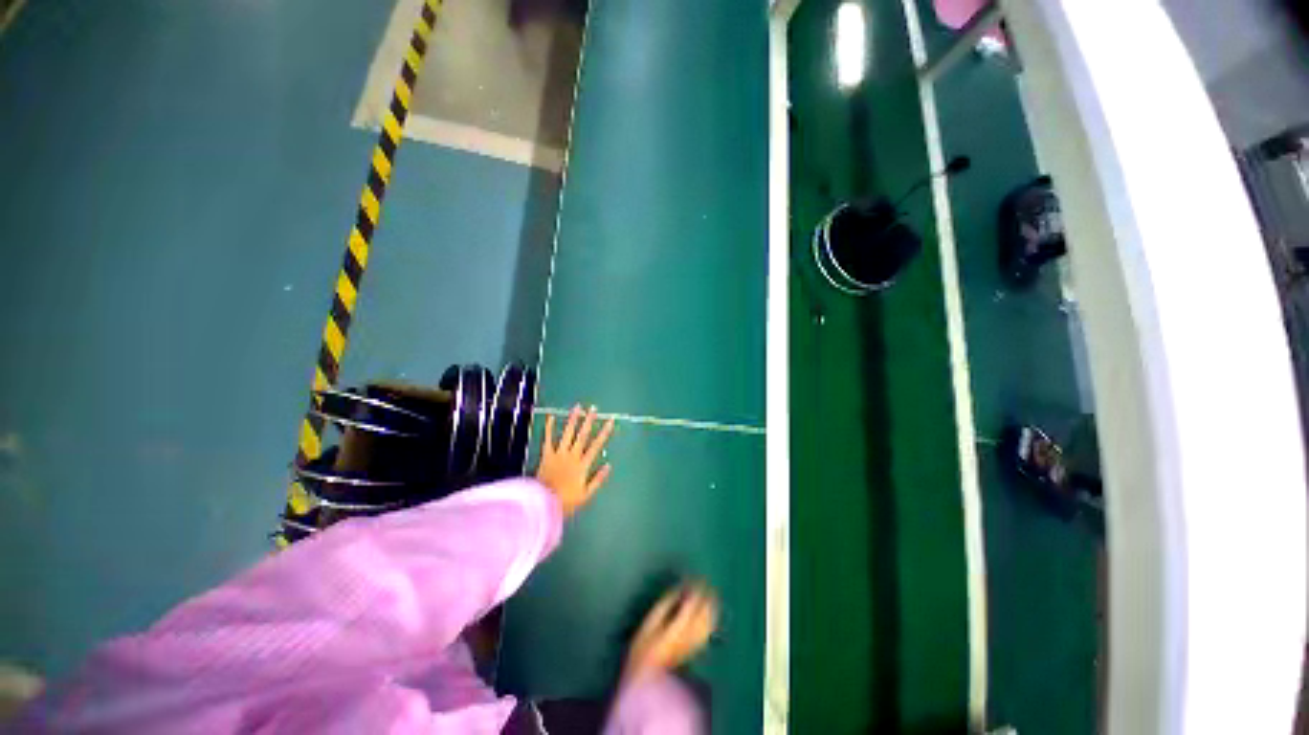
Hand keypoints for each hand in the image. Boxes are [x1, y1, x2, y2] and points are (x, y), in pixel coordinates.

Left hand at [536, 405, 614, 516]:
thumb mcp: (586, 495)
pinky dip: (549, 428)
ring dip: (573, 420)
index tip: (610, 421)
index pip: (596, 445)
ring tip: (578, 407)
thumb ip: (598, 479)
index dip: (604, 432)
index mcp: (583, 464)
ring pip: (567, 433)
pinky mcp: (546, 455)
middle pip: (582, 435)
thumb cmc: (566, 501)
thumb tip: (609, 465)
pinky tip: (551, 417)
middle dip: (589, 421)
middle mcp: (572, 455)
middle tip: (593, 409)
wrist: (543, 503)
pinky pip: (548, 439)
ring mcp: (558, 454)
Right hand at [624, 581, 718, 682]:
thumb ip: (666, 604)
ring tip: (711, 594)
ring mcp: (694, 643)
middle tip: (706, 583)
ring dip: (712, 607)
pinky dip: (710, 619)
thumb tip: (679, 590)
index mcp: (680, 625)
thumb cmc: (644, 647)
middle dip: (708, 596)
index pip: (694, 602)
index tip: (696, 578)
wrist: (647, 678)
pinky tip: (709, 614)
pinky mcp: (694, 650)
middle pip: (705, 612)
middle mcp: (691, 634)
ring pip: (709, 622)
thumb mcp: (650, 621)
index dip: (696, 588)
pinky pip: (707, 631)